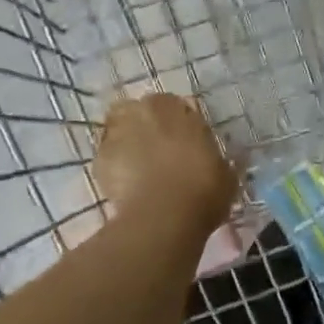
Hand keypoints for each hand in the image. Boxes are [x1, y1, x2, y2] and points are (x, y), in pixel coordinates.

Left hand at [93, 93, 236, 229]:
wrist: (164, 216)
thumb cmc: (203, 189)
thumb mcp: (226, 174)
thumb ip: (217, 160)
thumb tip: (218, 161)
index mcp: (175, 106)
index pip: (176, 106)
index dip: (180, 126)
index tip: (186, 145)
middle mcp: (143, 110)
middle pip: (141, 112)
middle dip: (148, 127)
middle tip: (160, 154)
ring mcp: (116, 132)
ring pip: (119, 130)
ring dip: (128, 142)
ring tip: (139, 169)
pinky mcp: (98, 158)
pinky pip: (107, 157)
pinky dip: (115, 166)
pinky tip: (126, 186)